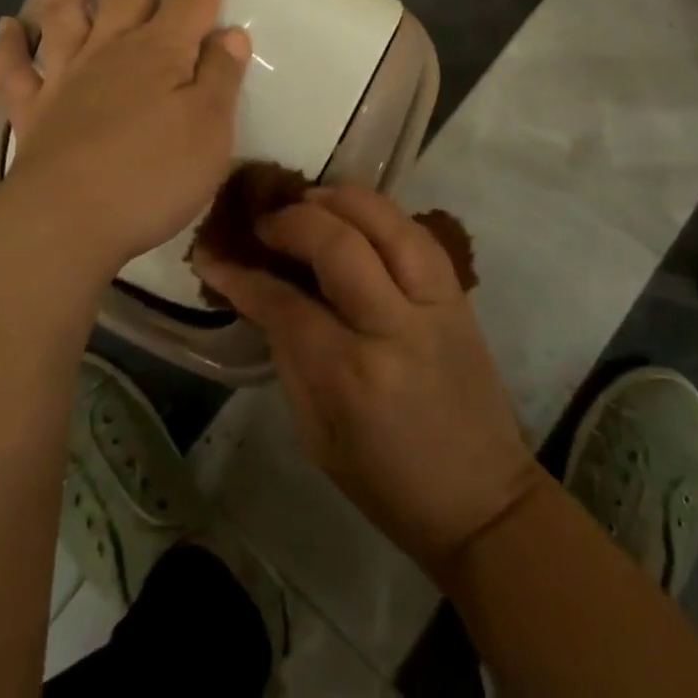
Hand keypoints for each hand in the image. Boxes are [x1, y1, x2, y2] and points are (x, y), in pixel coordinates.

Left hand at [0, 0, 250, 277]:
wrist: (66, 225)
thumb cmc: (151, 177)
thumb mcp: (210, 130)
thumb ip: (220, 77)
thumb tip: (228, 32)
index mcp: (161, 52)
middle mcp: (112, 50)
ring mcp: (68, 77)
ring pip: (68, 8)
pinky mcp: (35, 112)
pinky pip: (17, 72)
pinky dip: (9, 47)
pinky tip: (5, 25)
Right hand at [193, 185, 541, 577]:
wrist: (483, 498)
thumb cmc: (387, 481)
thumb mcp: (316, 436)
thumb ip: (288, 357)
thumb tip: (260, 295)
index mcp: (350, 375)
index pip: (285, 304)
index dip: (242, 275)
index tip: (214, 255)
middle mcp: (393, 326)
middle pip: (338, 243)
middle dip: (291, 220)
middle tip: (264, 222)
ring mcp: (433, 301)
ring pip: (385, 221)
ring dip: (340, 198)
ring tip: (308, 200)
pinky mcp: (458, 292)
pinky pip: (416, 231)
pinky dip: (379, 212)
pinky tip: (354, 213)